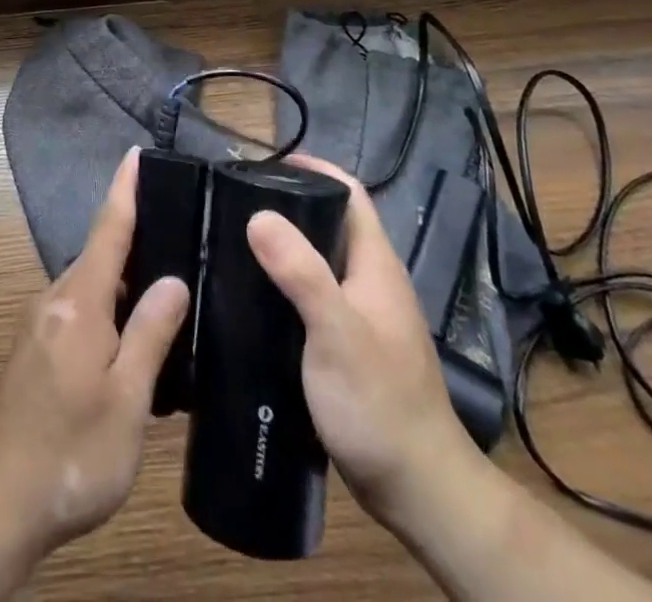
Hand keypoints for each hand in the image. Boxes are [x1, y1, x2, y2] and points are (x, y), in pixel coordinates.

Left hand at [0, 147, 190, 558]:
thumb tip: (172, 280)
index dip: (124, 190)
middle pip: (100, 254)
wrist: (0, 501)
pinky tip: (133, 333)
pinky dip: (109, 306)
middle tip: (179, 230)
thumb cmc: (72, 450)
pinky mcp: (36, 348)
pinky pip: (80, 309)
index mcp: (79, 302)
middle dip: (134, 236)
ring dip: (123, 278)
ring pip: (91, 284)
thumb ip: (150, 333)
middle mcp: (55, 300)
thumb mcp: (127, 399)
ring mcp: (41, 324)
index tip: (135, 154)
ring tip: (166, 283)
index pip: (108, 229)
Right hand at [245, 155, 473, 527]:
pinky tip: (255, 296)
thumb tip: (258, 214)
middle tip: (235, 202)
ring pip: (320, 260)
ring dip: (285, 245)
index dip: (313, 168)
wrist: (417, 488)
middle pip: (331, 222)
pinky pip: (314, 294)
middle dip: (289, 203)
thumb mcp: (336, 333)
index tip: (263, 163)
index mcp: (376, 264)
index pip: (349, 193)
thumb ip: (301, 273)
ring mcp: (363, 314)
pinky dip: (286, 282)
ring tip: (234, 242)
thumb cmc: (379, 403)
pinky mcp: (350, 344)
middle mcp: (372, 279)